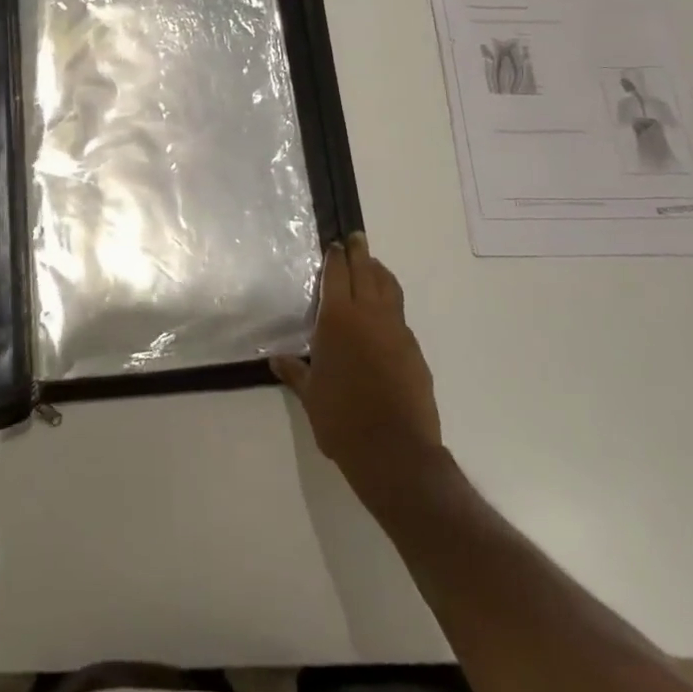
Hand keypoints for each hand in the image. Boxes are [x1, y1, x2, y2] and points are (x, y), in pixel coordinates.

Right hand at [272, 234, 445, 515]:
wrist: (395, 452)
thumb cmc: (342, 419)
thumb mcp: (310, 396)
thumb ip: (295, 372)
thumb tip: (277, 359)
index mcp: (338, 320)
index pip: (337, 274)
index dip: (335, 257)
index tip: (335, 244)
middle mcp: (369, 316)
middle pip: (367, 272)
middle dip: (360, 253)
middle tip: (356, 239)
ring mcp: (397, 332)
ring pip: (390, 289)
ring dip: (380, 273)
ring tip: (373, 267)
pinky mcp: (415, 352)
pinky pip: (400, 318)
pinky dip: (390, 306)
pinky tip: (384, 319)